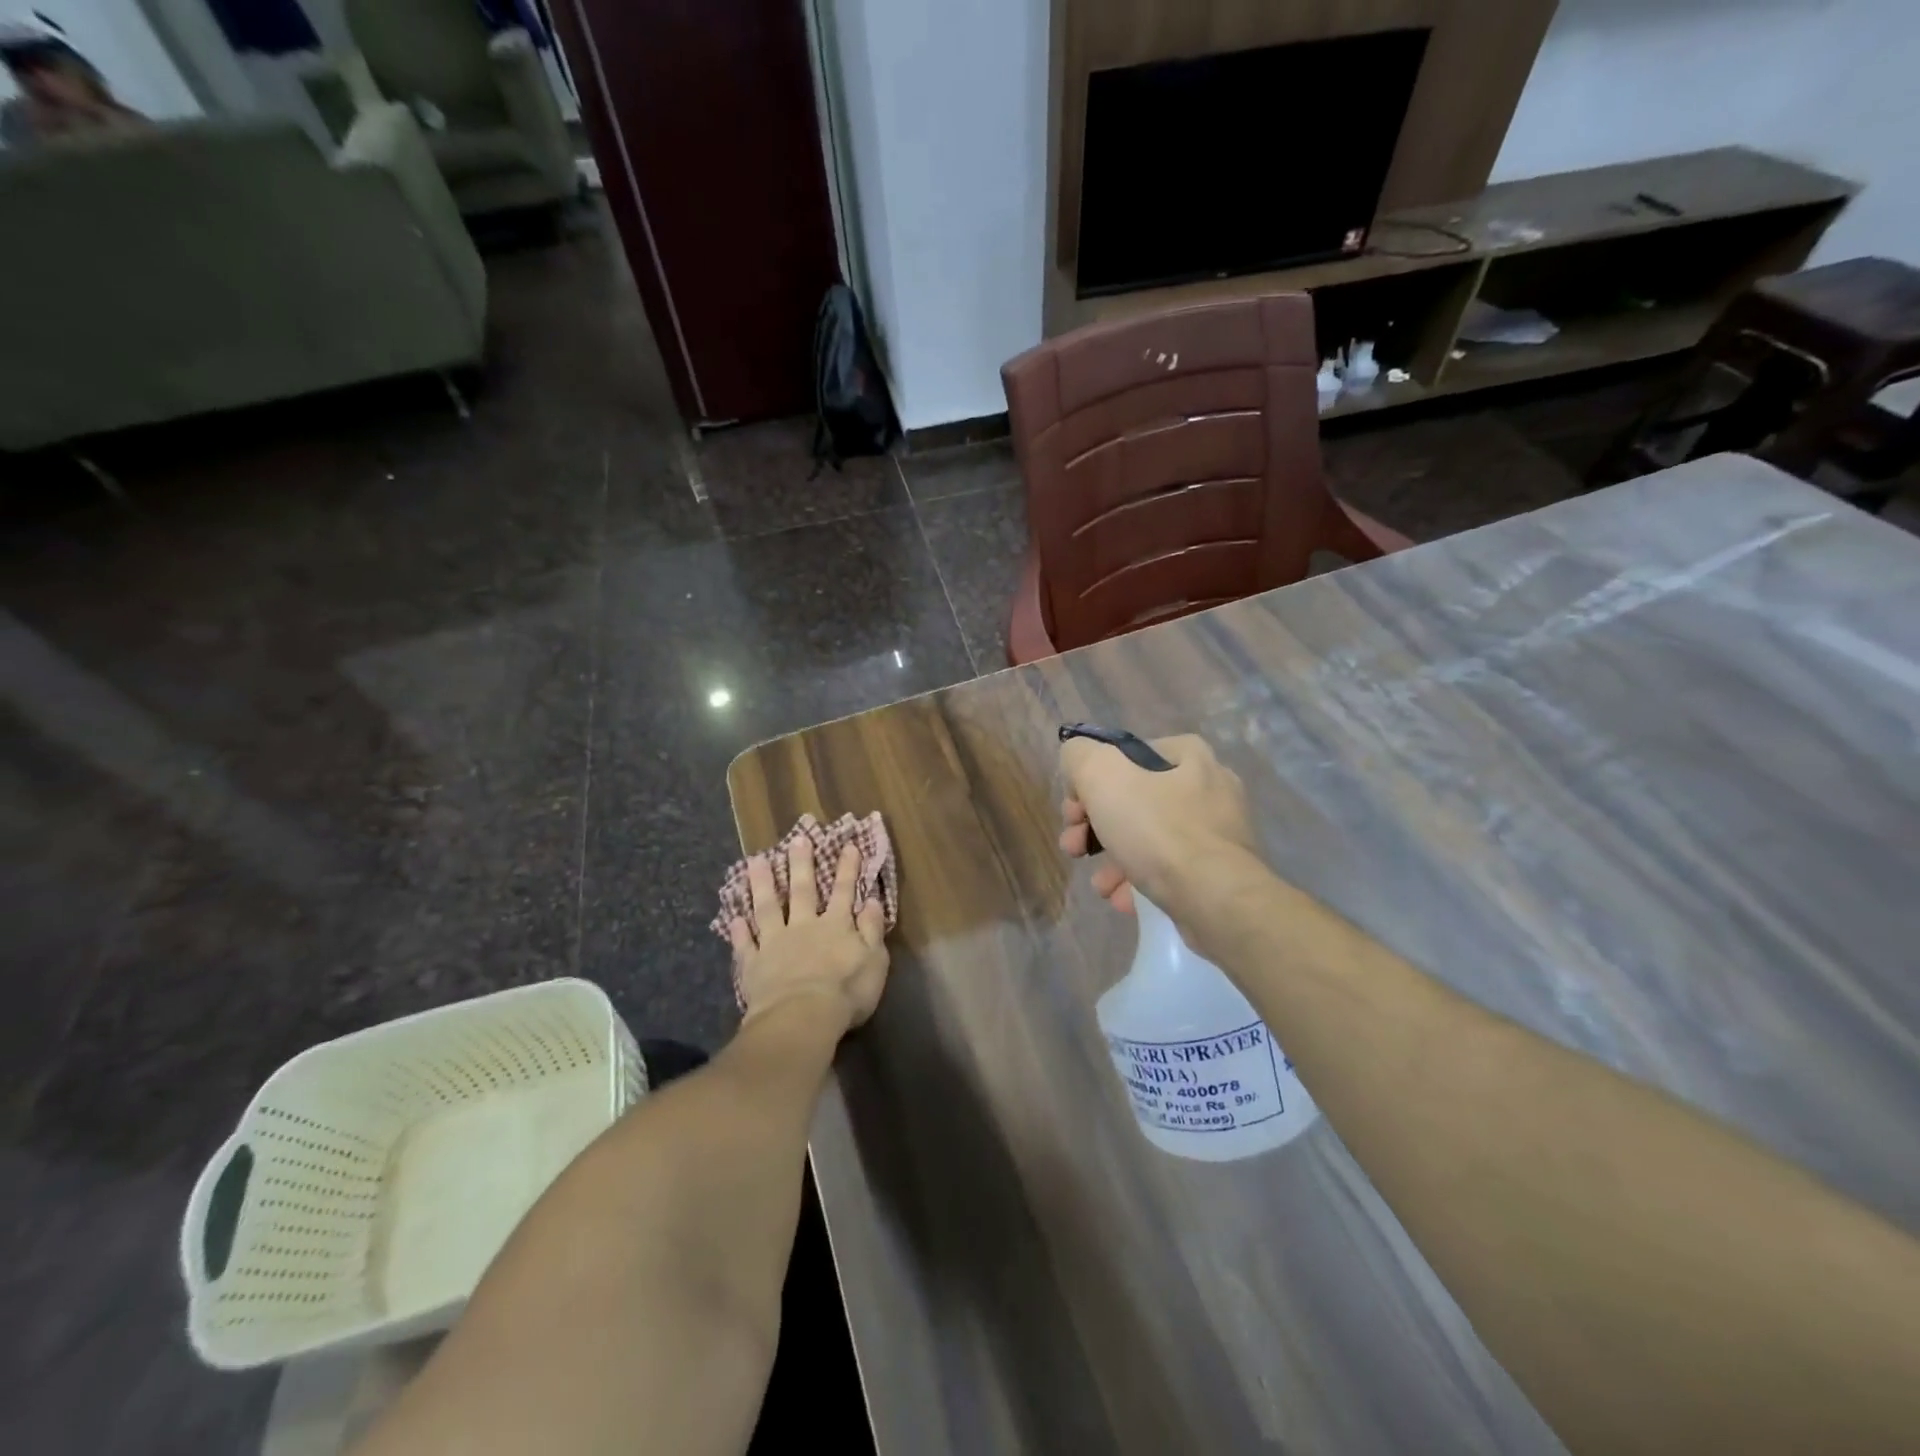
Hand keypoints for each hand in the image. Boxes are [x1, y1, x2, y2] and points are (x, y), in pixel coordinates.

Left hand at [727, 838, 888, 1032]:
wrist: (802, 1016)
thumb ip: (872, 929)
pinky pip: (745, 944)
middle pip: (802, 890)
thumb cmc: (846, 991)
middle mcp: (805, 926)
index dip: (847, 868)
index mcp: (836, 926)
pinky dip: (739, 932)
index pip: (844, 891)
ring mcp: (776, 943)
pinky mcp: (754, 964)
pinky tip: (733, 919)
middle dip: (801, 864)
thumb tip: (872, 900)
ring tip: (755, 861)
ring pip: (768, 908)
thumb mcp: (875, 959)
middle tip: (797, 839)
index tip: (848, 845)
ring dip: (762, 884)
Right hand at [1059, 734, 1259, 916]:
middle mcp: (1209, 788)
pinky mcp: (1220, 873)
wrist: (1216, 899)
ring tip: (1100, 884)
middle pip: (1134, 800)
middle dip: (1094, 827)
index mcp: (1188, 757)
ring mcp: (1218, 833)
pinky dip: (1141, 882)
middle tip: (1074, 848)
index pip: (1124, 757)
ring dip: (1113, 860)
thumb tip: (1077, 763)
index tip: (1073, 812)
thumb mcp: (1102, 776)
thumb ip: (1079, 757)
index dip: (1089, 782)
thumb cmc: (1158, 830)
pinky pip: (1169, 870)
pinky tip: (1123, 898)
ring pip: (1149, 839)